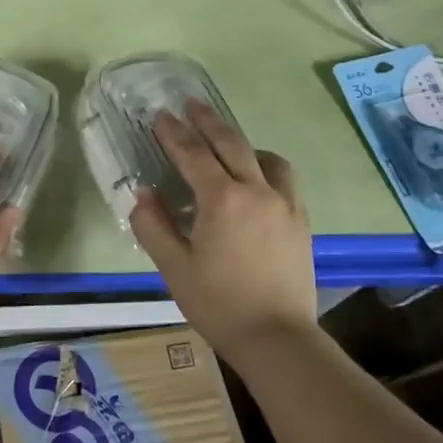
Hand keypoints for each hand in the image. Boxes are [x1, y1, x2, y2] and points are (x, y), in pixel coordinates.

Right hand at [129, 100, 316, 355]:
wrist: (277, 338)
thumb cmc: (218, 303)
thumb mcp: (173, 267)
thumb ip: (153, 225)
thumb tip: (142, 193)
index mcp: (222, 199)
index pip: (192, 154)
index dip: (173, 133)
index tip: (160, 115)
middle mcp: (256, 191)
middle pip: (231, 143)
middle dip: (208, 121)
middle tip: (191, 104)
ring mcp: (285, 204)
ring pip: (265, 158)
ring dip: (242, 144)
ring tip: (227, 144)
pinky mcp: (301, 220)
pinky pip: (284, 179)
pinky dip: (266, 168)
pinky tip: (257, 180)